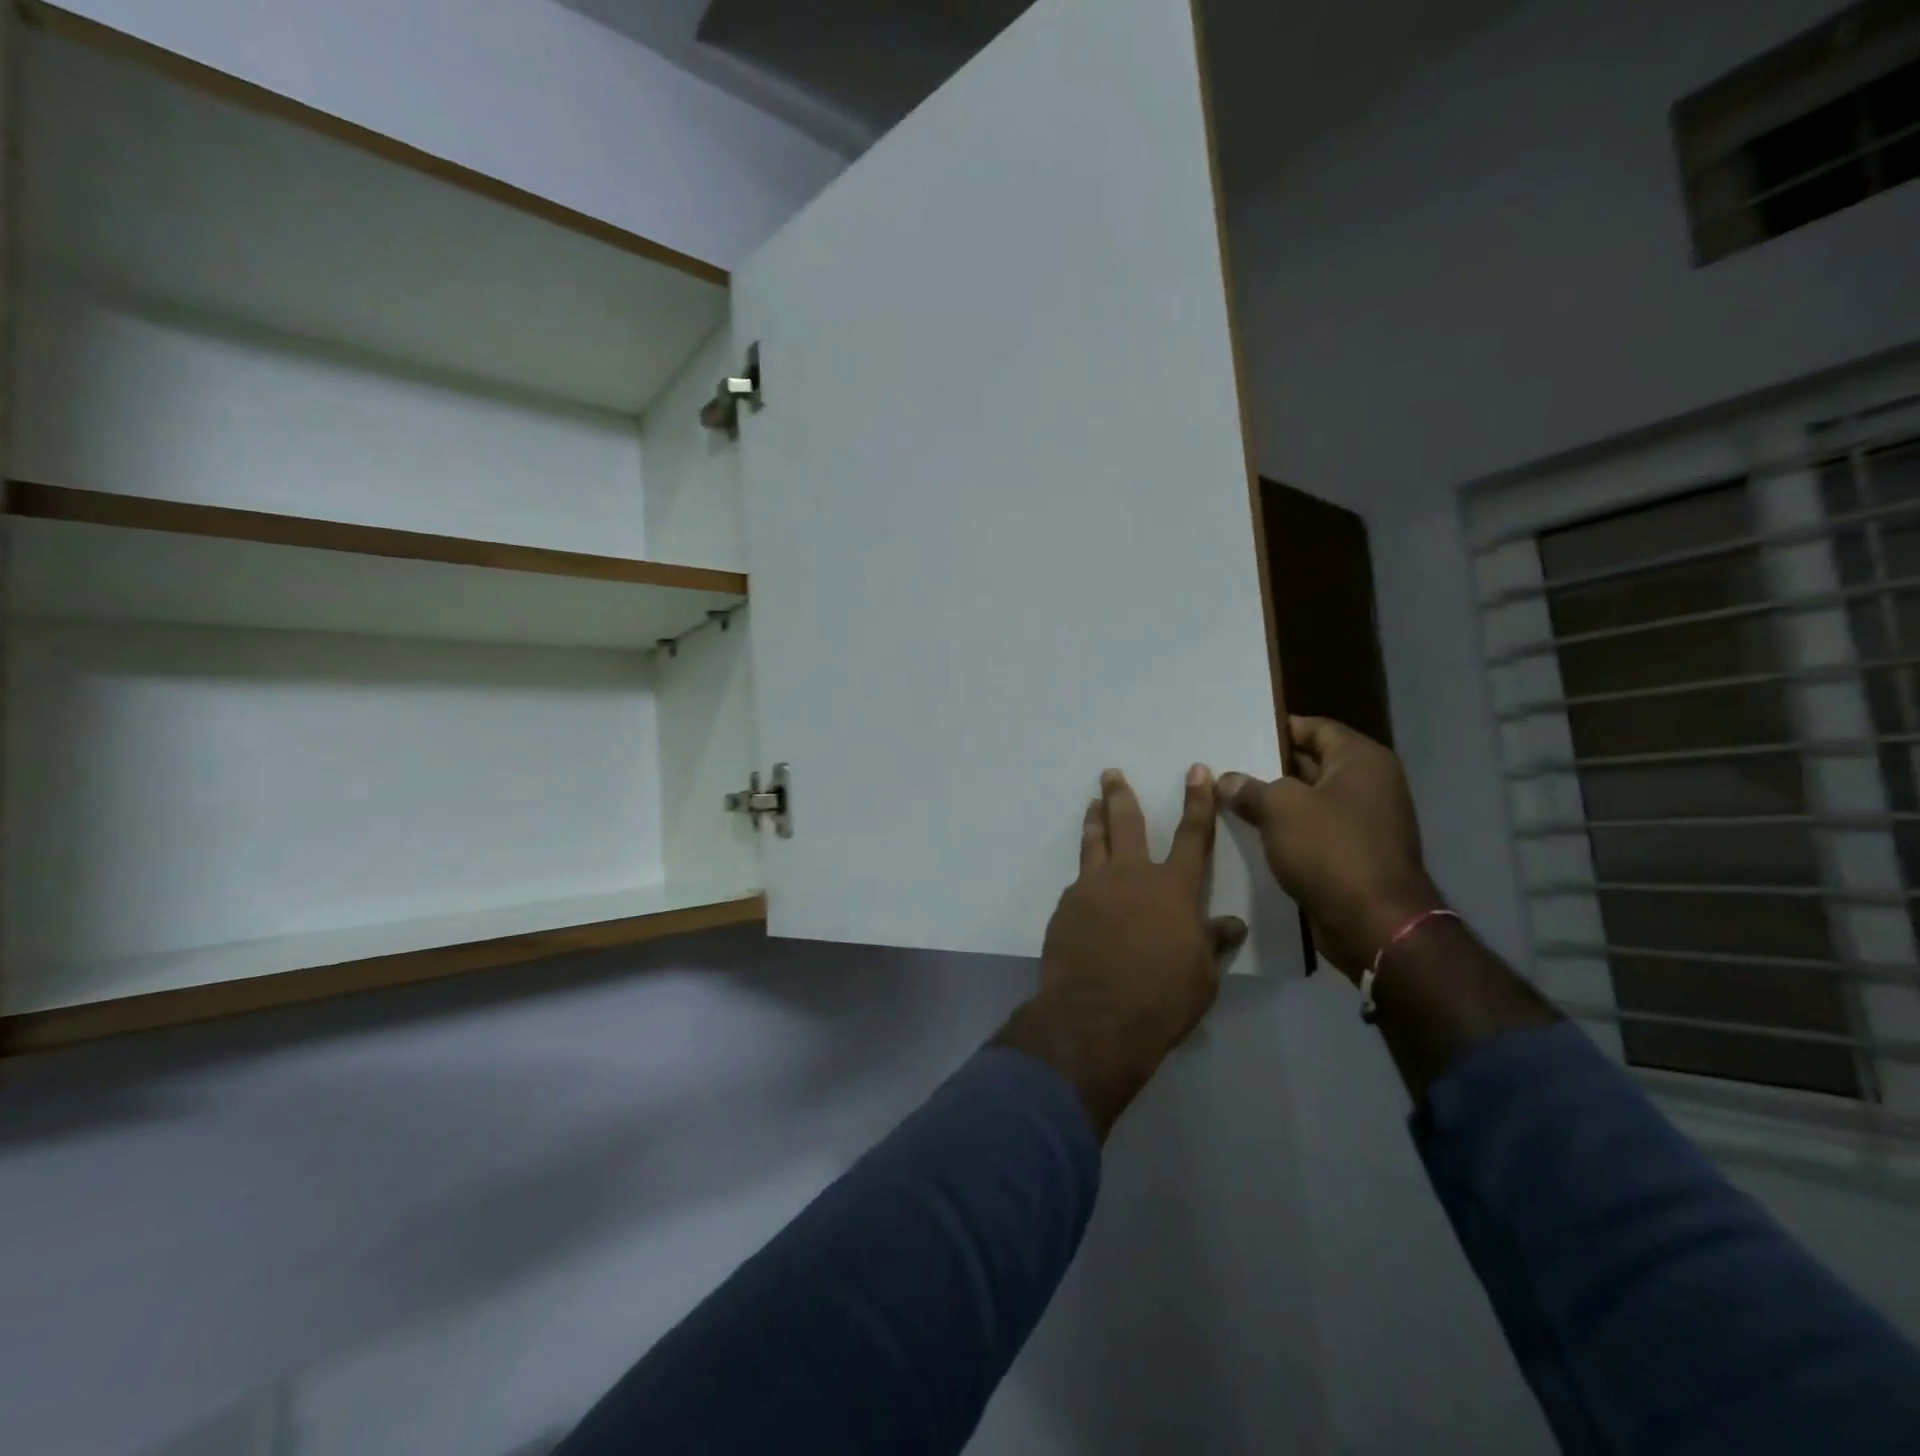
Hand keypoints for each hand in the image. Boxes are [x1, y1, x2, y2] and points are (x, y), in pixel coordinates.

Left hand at [997, 766, 1246, 1136]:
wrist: (1095, 1017)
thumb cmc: (1162, 998)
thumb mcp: (1201, 976)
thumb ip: (1212, 943)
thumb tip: (1232, 925)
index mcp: (1173, 888)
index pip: (1192, 836)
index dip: (1198, 801)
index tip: (1197, 771)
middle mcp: (1131, 876)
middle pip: (1126, 823)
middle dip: (1121, 795)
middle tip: (1111, 773)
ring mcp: (1092, 888)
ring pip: (1093, 843)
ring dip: (1094, 821)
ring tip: (1091, 805)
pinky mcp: (1066, 907)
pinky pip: (1079, 884)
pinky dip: (1085, 877)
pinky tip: (1084, 887)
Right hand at [1218, 716, 1441, 982]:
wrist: (1375, 924)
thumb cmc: (1331, 851)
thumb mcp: (1280, 808)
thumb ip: (1249, 788)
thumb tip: (1226, 780)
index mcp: (1362, 760)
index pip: (1314, 728)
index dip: (1276, 729)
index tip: (1236, 735)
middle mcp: (1369, 785)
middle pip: (1310, 763)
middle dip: (1267, 767)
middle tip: (1223, 766)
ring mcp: (1363, 822)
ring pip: (1307, 801)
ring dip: (1273, 803)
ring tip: (1226, 799)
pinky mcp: (1353, 855)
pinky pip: (1312, 832)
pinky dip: (1285, 831)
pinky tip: (1248, 833)